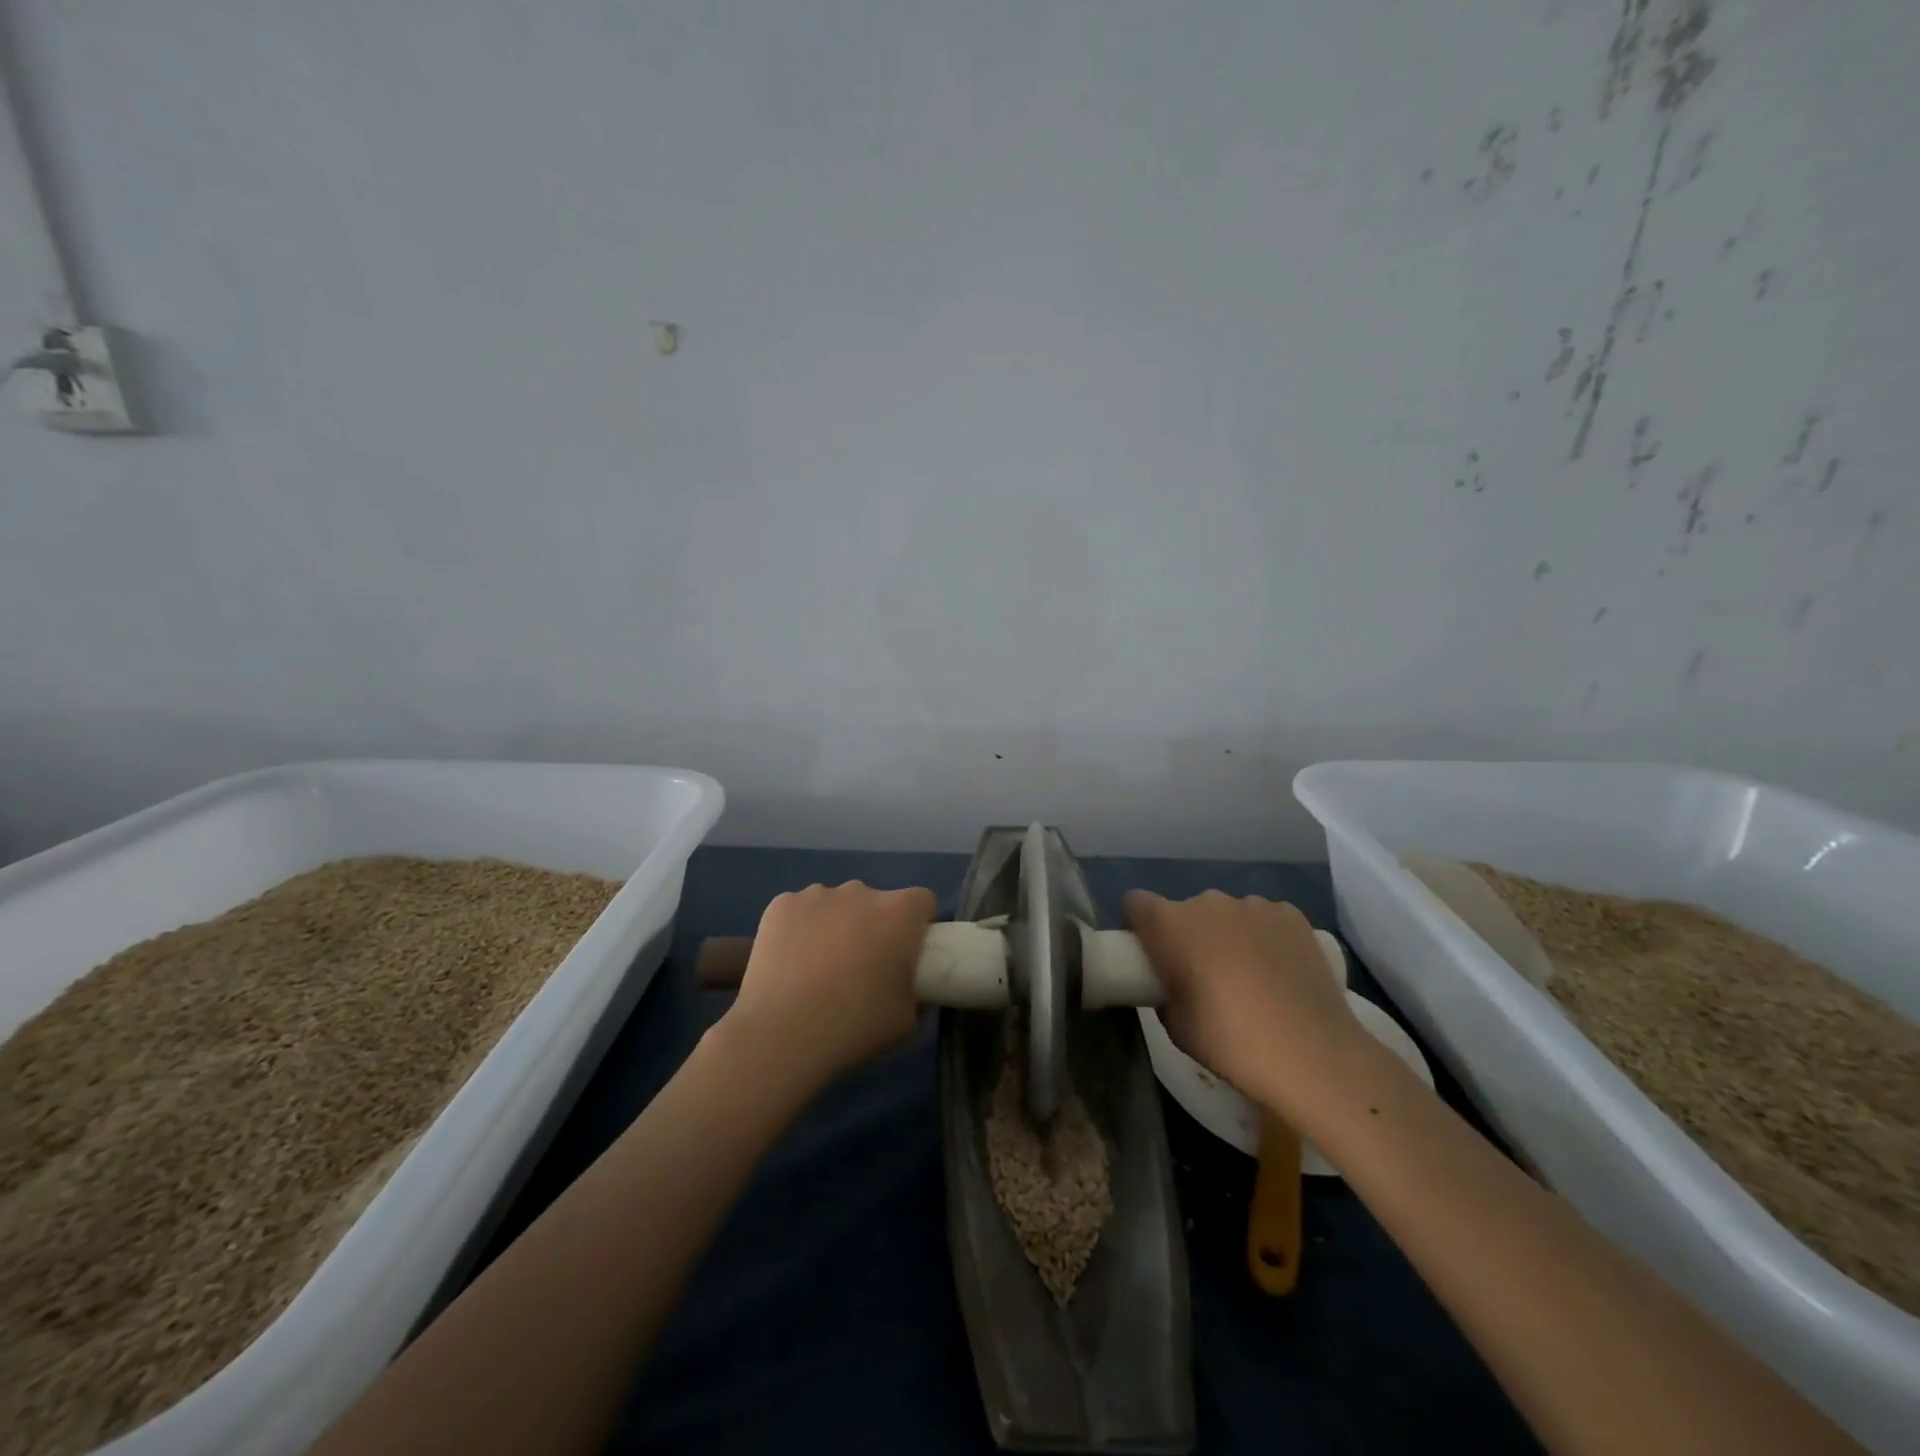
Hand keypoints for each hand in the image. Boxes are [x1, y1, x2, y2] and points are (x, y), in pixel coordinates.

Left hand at [720, 881, 936, 1093]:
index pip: (921, 901)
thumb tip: (910, 986)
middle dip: (873, 925)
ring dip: (836, 924)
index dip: (917, 925)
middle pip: (875, 901)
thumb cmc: (853, 1026)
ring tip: (818, 968)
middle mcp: (861, 892)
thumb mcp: (906, 1020)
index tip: (905, 954)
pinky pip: (800, 910)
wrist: (781, 1034)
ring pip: (836, 904)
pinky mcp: (781, 904)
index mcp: (899, 913)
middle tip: (860, 967)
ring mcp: (817, 894)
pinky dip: (800, 928)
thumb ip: (917, 993)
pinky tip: (789, 962)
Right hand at [1123, 890, 1368, 1118]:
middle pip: (1186, 910)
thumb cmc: (1230, 1042)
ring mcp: (1253, 904)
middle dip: (1189, 935)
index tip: (1152, 955)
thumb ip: (1165, 992)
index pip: (1136, 903)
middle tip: (1204, 976)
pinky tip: (1281, 972)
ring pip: (1228, 914)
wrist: (1313, 1054)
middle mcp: (1208, 902)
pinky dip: (1265, 937)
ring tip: (1251, 977)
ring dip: (1229, 935)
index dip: (1140, 926)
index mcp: (1170, 924)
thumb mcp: (1176, 1026)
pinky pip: (1265, 919)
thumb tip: (1174, 983)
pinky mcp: (1291, 914)